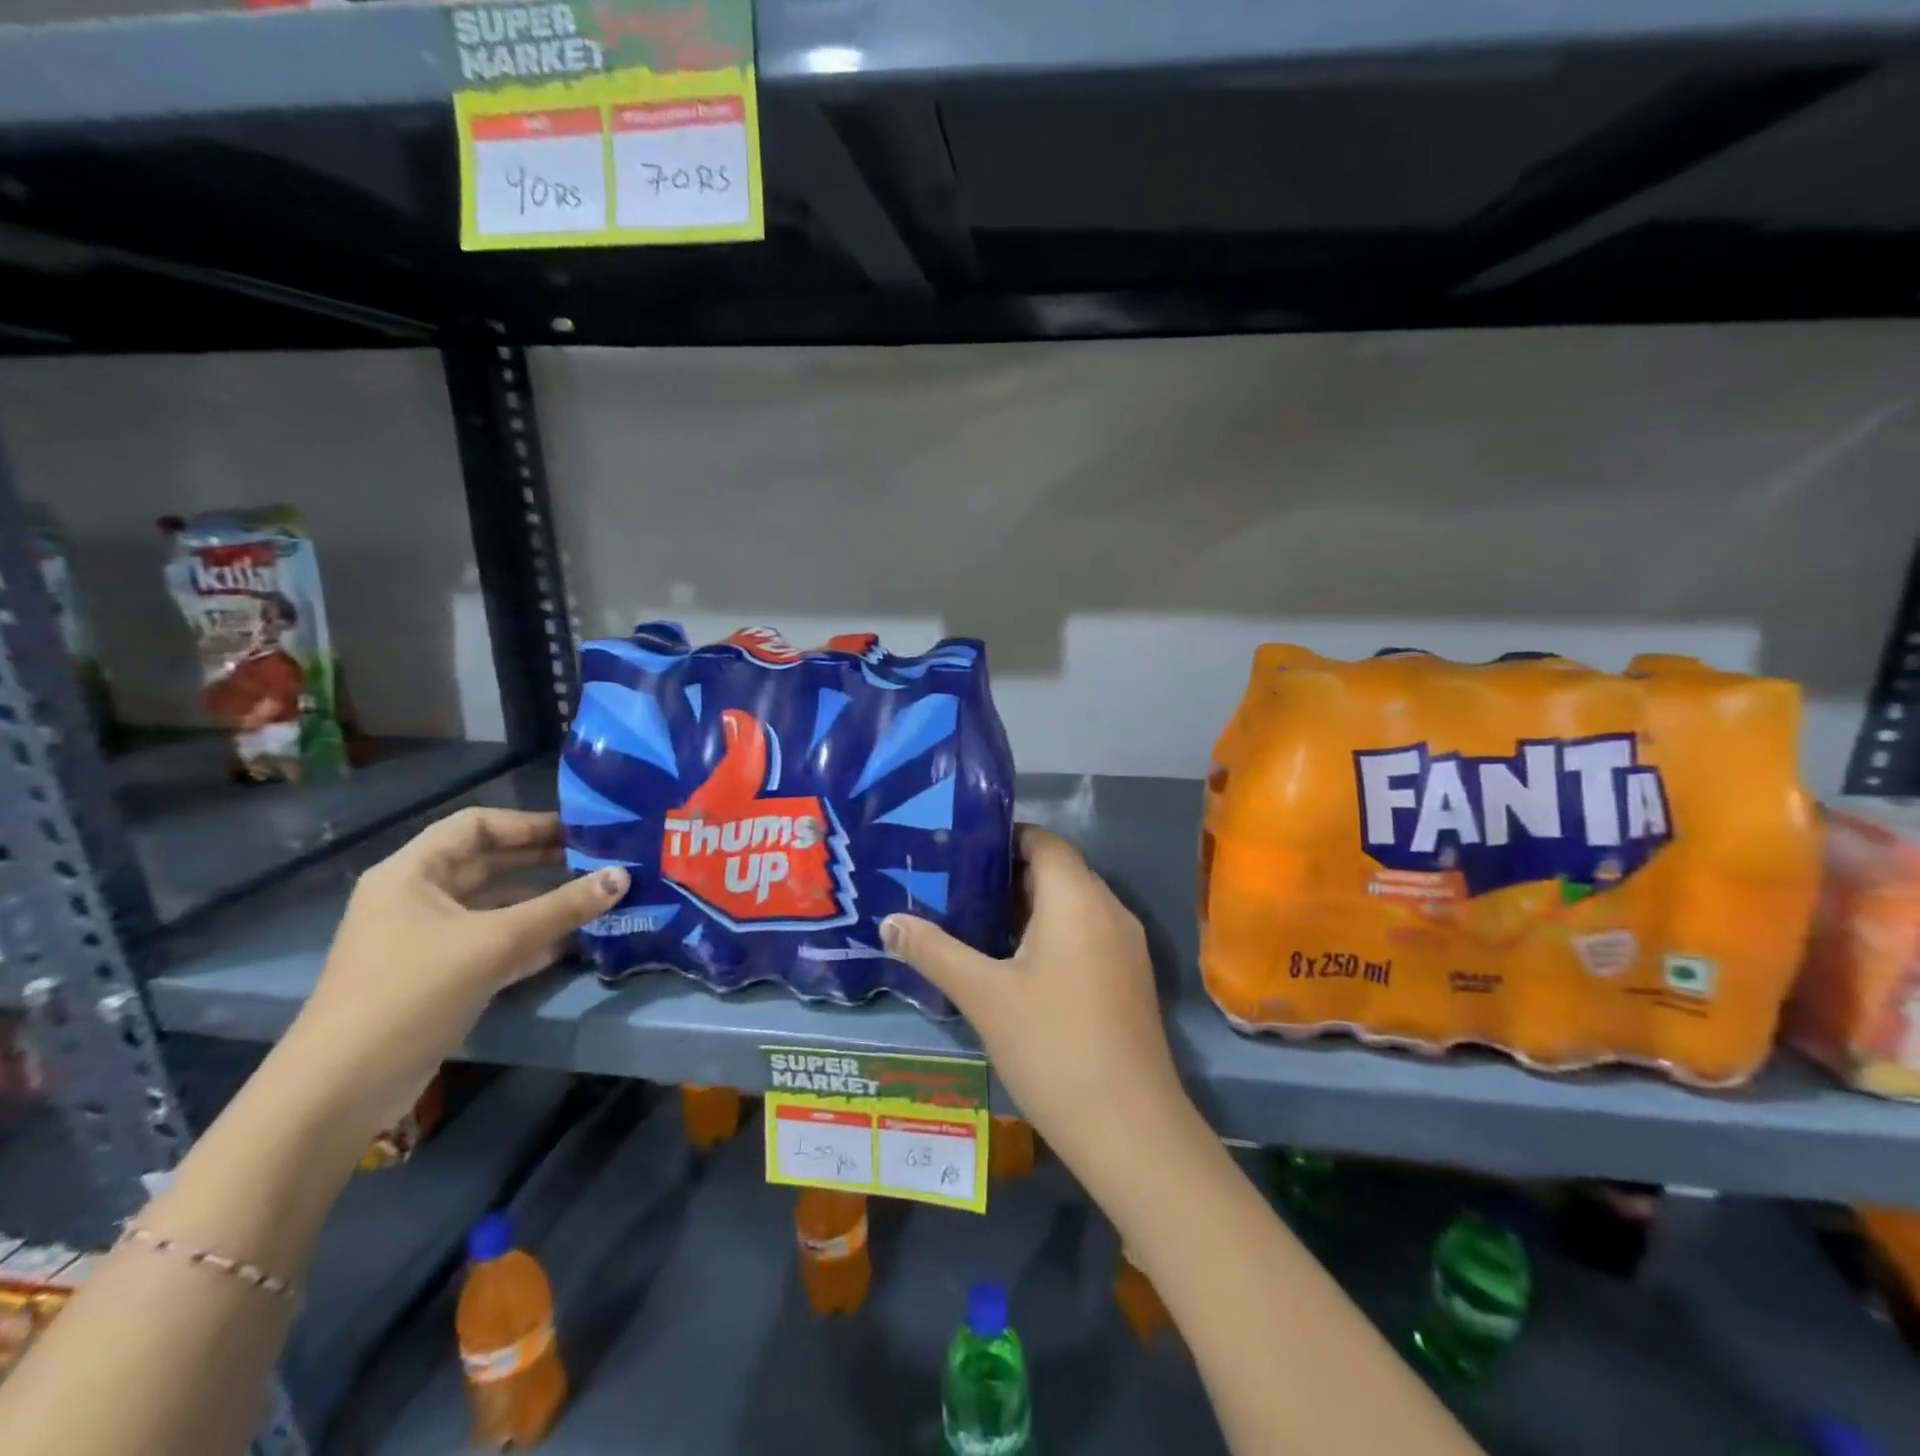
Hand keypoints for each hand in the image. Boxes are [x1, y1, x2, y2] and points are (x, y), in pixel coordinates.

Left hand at [276, 808, 627, 1140]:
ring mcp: (426, 939)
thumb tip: (622, 876)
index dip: (528, 823)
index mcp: (412, 873)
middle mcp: (417, 898)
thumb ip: (562, 908)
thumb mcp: (494, 943)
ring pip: (496, 905)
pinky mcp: (439, 976)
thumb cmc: (411, 994)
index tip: (581, 831)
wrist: (340, 1091)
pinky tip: (573, 942)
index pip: (476, 825)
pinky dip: (531, 938)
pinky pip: (493, 942)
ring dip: (544, 902)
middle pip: (489, 864)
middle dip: (545, 861)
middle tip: (601, 862)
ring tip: (598, 899)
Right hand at [881, 826, 1190, 1172]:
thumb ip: (934, 952)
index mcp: (1077, 897)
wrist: (1130, 1128)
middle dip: (1007, 875)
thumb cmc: (1052, 1045)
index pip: (1043, 840)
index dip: (1003, 838)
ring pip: (1072, 905)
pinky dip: (1051, 933)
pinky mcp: (1129, 978)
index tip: (958, 850)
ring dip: (1028, 908)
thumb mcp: (983, 995)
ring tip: (975, 922)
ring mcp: (1125, 945)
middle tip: (955, 886)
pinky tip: (1015, 965)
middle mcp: (1108, 909)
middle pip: (1057, 870)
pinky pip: (1086, 933)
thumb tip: (889, 922)